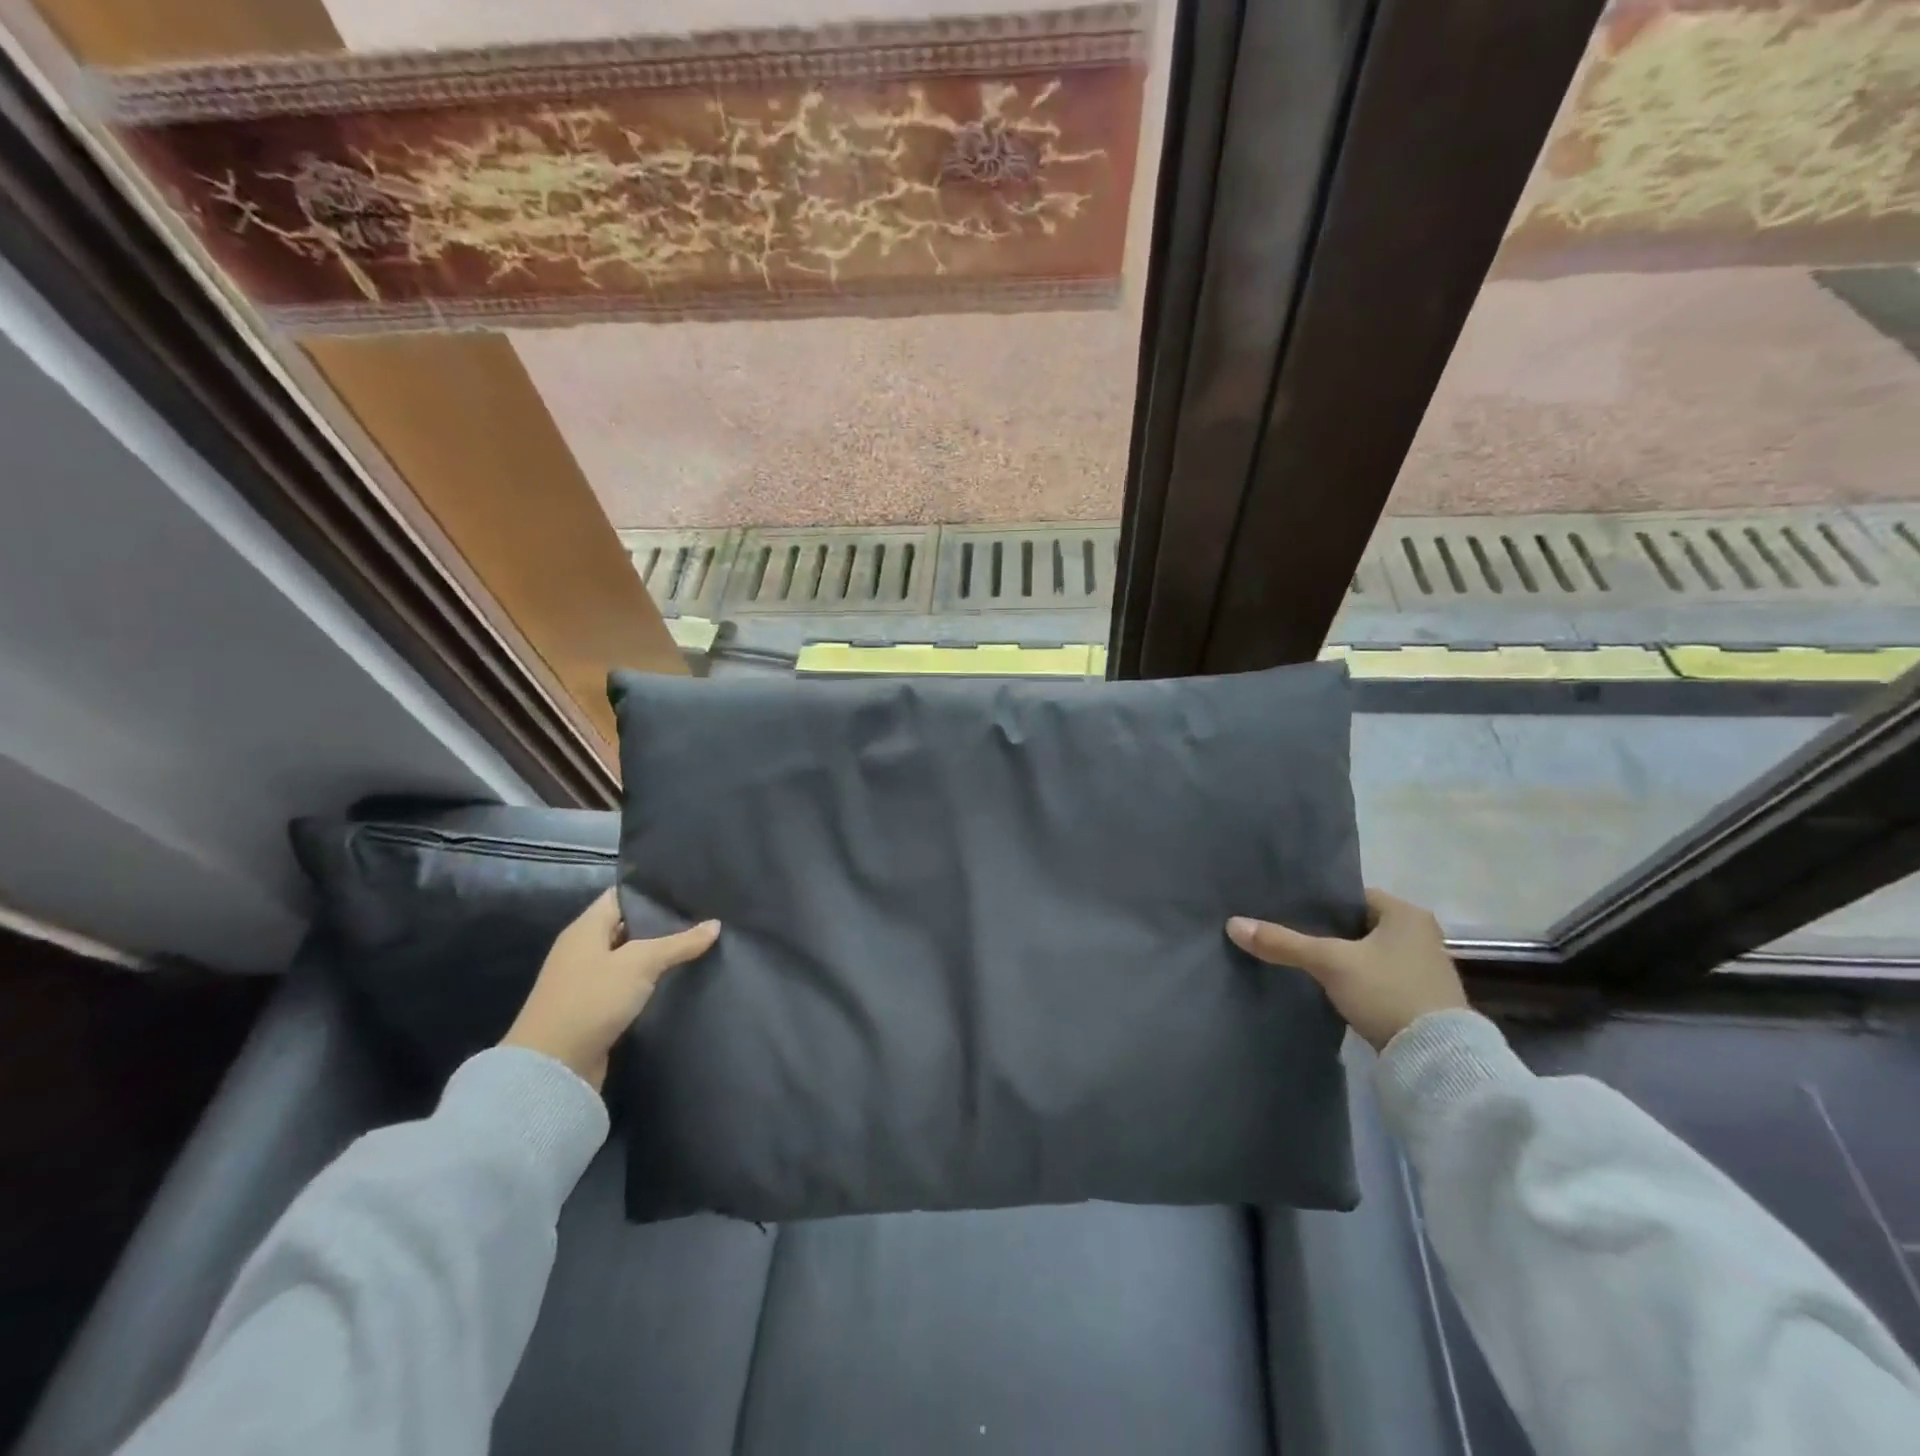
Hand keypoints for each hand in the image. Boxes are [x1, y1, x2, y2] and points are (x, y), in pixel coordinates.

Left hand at [501, 889, 718, 1090]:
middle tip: (703, 916)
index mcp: (586, 928)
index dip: (652, 890)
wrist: (552, 1068)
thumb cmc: (591, 1000)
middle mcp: (583, 949)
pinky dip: (648, 981)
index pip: (622, 895)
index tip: (688, 889)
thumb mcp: (640, 964)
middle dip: (661, 923)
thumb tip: (715, 924)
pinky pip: (626, 984)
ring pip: (629, 957)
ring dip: (657, 954)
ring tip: (698, 945)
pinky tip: (676, 979)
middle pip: (627, 926)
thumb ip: (679, 942)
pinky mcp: (593, 1009)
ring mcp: (586, 980)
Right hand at [1226, 889, 1465, 1050]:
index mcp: (1407, 914)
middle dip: (1328, 931)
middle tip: (1289, 934)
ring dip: (1343, 957)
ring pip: (1368, 952)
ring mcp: (1425, 969)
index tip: (1288, 910)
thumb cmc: (1387, 992)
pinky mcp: (1421, 999)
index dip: (1319, 903)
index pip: (1352, 896)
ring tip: (1304, 960)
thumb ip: (1283, 942)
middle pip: (1359, 925)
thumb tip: (1232, 924)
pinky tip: (1330, 986)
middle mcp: (1422, 935)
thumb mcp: (1329, 963)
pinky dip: (1356, 979)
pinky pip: (1377, 976)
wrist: (1436, 1060)